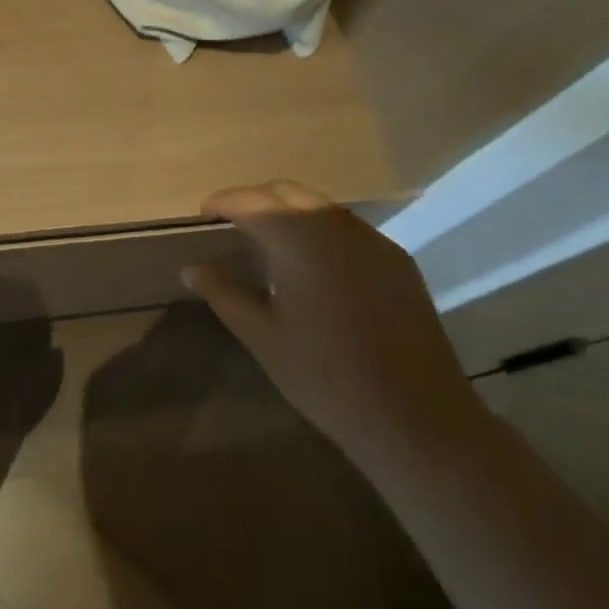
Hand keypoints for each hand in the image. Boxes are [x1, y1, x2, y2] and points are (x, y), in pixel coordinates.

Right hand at [182, 180, 483, 470]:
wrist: (416, 418)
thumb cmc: (325, 377)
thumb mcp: (262, 336)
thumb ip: (223, 293)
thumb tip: (192, 268)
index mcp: (296, 236)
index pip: (250, 201)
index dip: (222, 202)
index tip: (203, 214)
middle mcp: (334, 223)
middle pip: (286, 191)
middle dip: (255, 200)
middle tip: (232, 225)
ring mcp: (371, 239)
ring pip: (320, 206)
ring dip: (290, 213)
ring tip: (271, 243)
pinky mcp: (397, 260)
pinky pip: (349, 229)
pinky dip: (322, 232)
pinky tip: (317, 267)